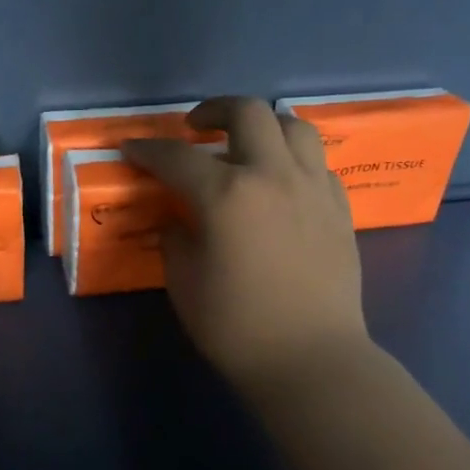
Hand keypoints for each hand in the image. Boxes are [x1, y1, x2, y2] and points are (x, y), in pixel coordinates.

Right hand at [124, 96, 371, 396]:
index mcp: (226, 195)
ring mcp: (312, 187)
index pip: (176, 156)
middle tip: (195, 128)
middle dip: (213, 110)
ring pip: (293, 126)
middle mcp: (272, 176)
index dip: (147, 149)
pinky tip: (279, 183)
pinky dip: (292, 160)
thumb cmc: (236, 326)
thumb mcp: (184, 282)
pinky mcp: (338, 207)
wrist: (311, 359)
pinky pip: (316, 163)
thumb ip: (175, 237)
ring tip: (245, 144)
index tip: (130, 147)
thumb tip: (178, 218)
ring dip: (262, 125)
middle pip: (246, 112)